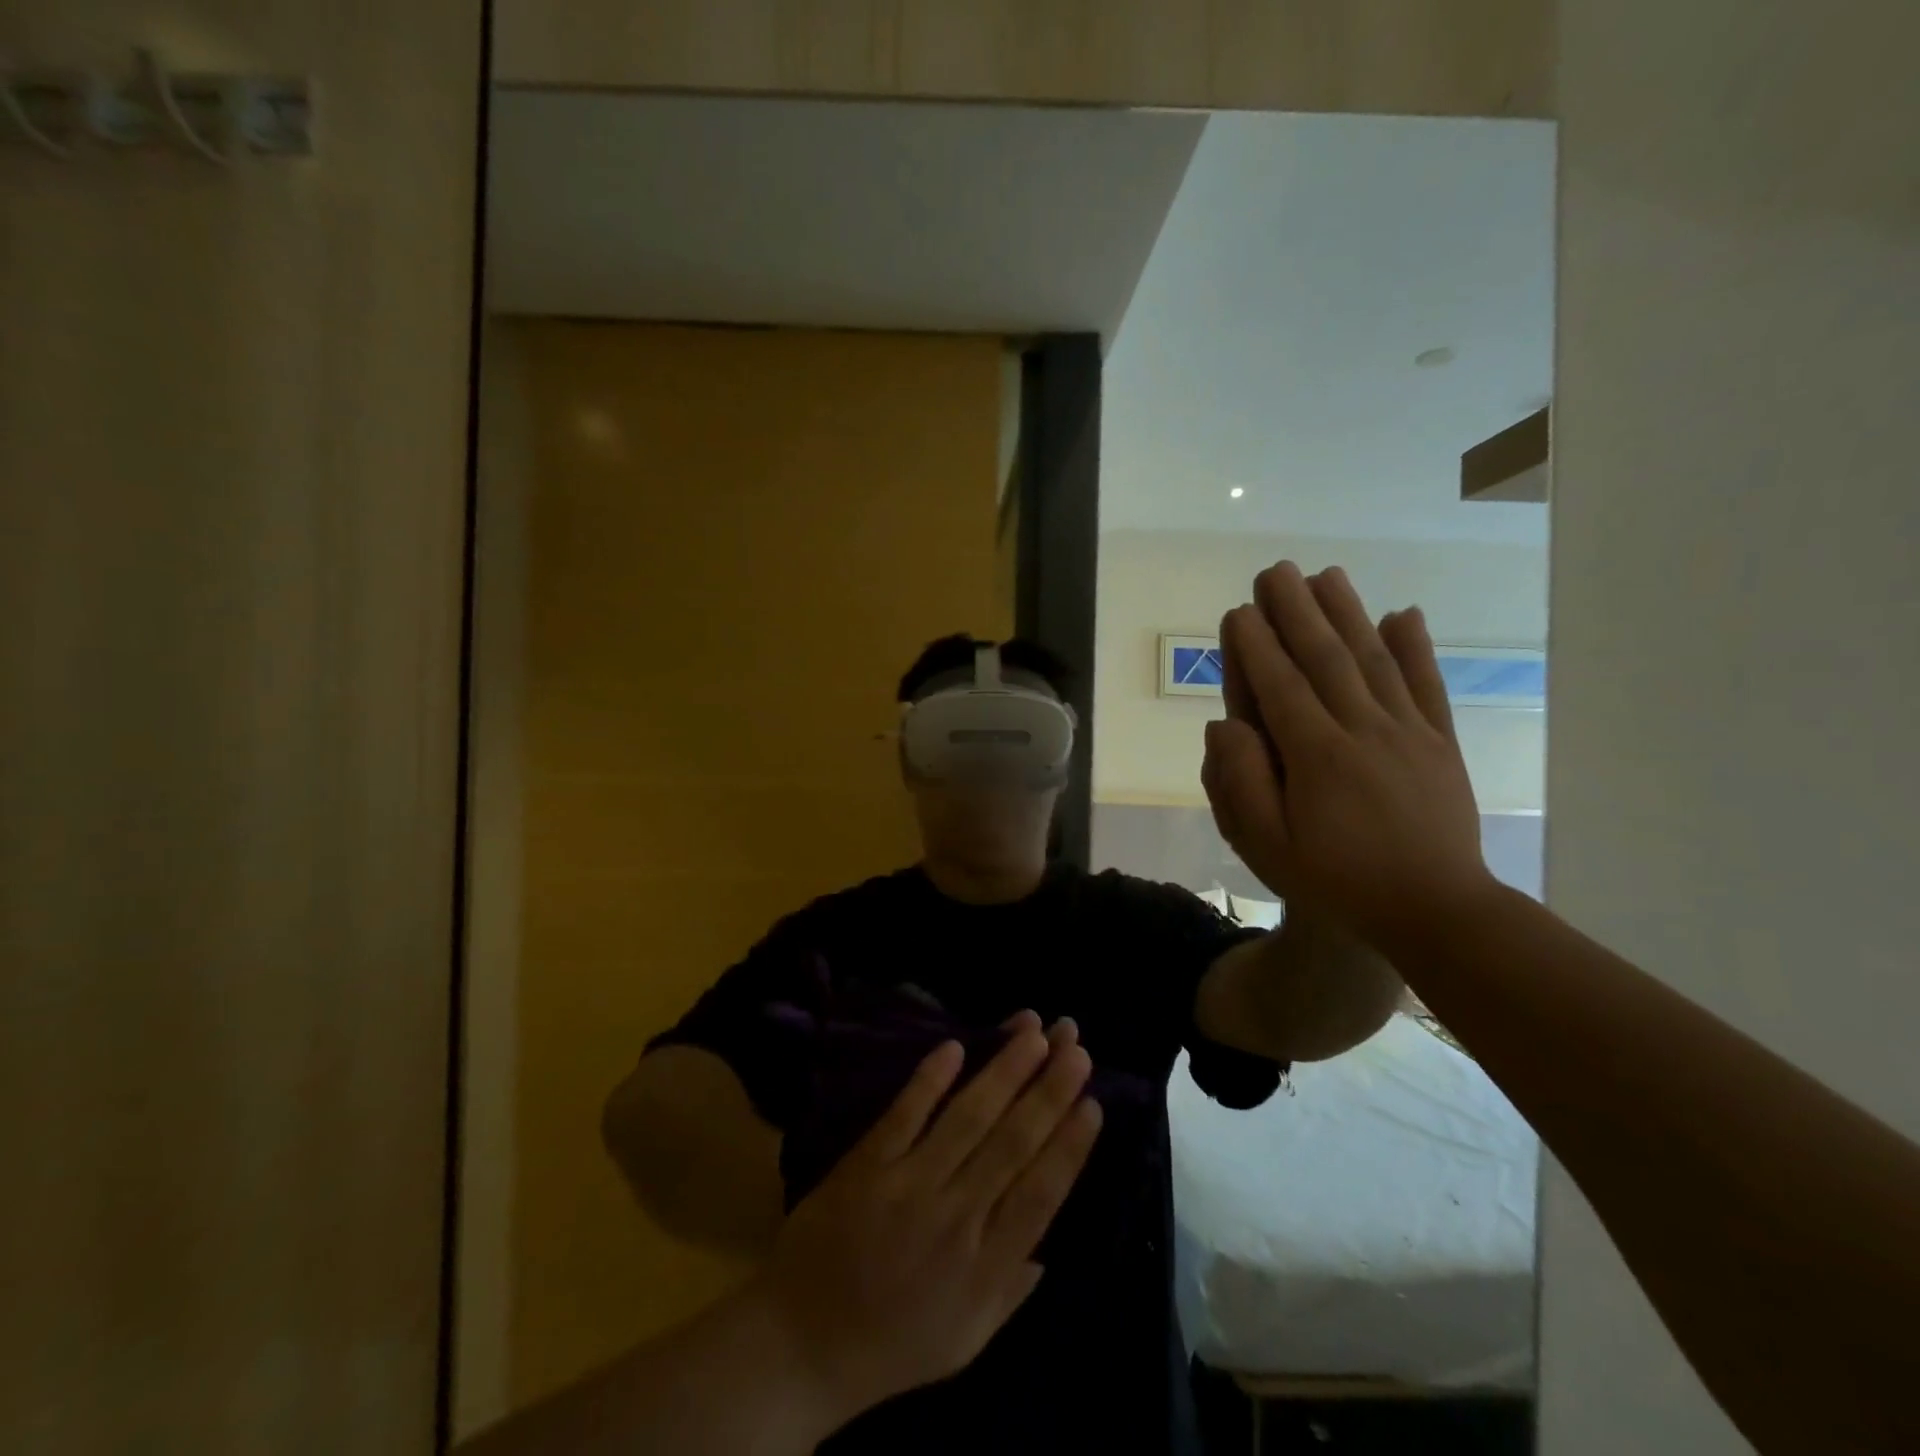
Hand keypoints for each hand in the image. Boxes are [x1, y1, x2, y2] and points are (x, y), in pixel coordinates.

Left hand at [753, 1015, 1098, 1426]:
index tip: (1093, 1103)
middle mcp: (955, 1219)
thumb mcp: (964, 1342)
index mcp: (985, 1267)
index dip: (1069, 1146)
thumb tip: (1049, 1248)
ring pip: (967, 1118)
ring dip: (1004, 1071)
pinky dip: (929, 1079)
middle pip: (1012, 1143)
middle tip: (1077, 1046)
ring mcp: (908, 1186)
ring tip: (1034, 1032)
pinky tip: (956, 1046)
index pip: (1041, 1194)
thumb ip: (1009, 1291)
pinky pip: (904, 1114)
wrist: (800, 1344)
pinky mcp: (867, 1164)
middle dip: (1049, 1091)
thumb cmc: (890, 1346)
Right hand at [1203, 561, 1499, 949]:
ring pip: (1374, 659)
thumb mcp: (1268, 847)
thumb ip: (1241, 784)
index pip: (1279, 686)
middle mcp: (1363, 730)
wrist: (1436, 911)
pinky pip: (1426, 685)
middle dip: (1297, 610)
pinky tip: (1404, 613)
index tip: (1239, 610)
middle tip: (1276, 570)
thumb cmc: (1337, 881)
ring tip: (1328, 574)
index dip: (1256, 645)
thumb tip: (1225, 725)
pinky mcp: (1440, 743)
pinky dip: (1416, 647)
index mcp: (1316, 756)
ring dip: (1348, 613)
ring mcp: (1408, 733)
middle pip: (1325, 658)